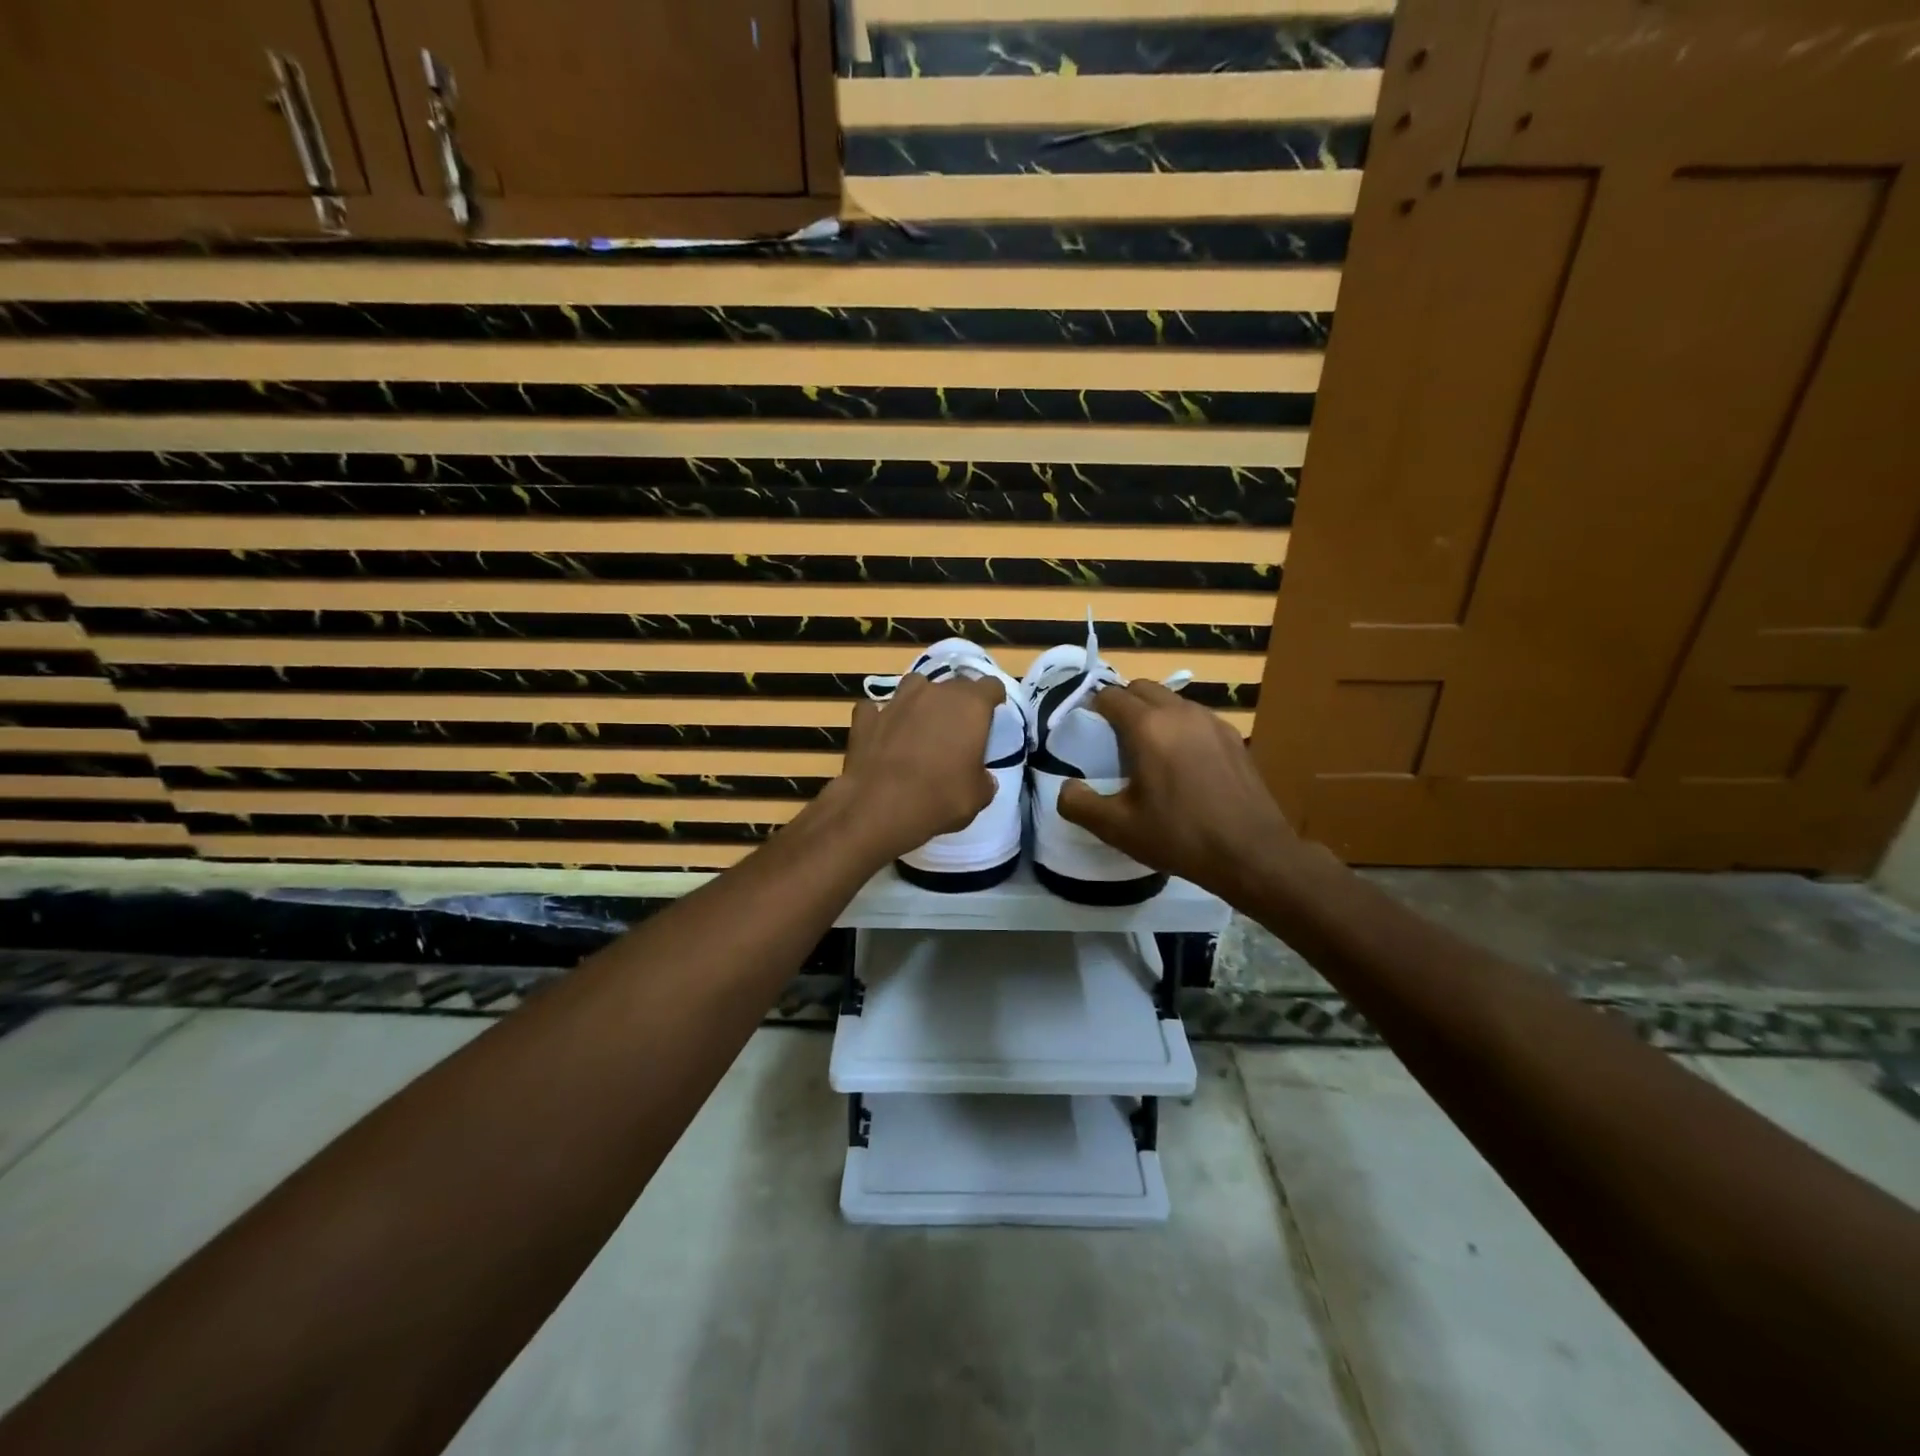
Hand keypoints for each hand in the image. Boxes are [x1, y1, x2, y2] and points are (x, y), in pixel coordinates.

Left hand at [829, 672, 1004, 863]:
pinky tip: (883, 735)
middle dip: (958, 702)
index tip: (992, 717)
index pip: (991, 686)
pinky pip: (876, 709)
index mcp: (970, 705)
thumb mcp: (979, 796)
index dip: (993, 700)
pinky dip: (881, 719)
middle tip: (958, 730)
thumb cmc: (941, 797)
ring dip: (920, 701)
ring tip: (920, 725)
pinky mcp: (866, 717)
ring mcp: (896, 701)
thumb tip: (982, 778)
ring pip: (914, 686)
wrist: (880, 806)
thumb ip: (984, 779)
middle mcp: (934, 693)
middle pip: (954, 685)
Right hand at [1057, 681, 1305, 898]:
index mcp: (1147, 727)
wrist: (1252, 853)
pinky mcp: (1234, 737)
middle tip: (1113, 739)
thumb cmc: (1179, 837)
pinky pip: (1197, 718)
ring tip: (1148, 750)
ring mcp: (1212, 722)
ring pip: (1172, 700)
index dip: (1093, 709)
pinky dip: (1181, 728)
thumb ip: (1078, 804)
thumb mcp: (1117, 828)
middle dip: (1123, 704)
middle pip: (1142, 688)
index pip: (1111, 696)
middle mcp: (1180, 712)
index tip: (1087, 732)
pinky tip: (1183, 763)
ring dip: (1153, 714)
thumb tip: (1066, 787)